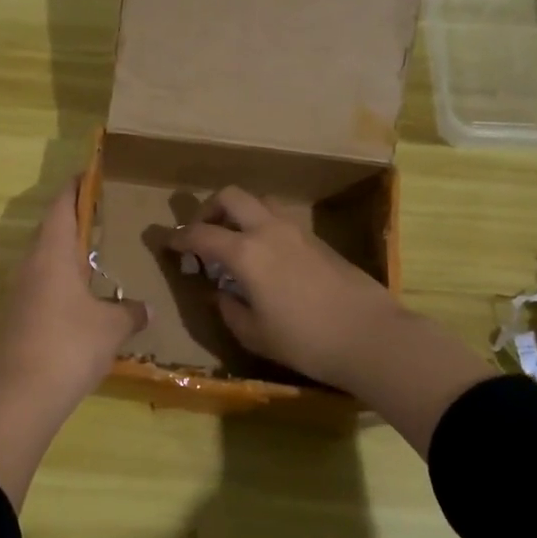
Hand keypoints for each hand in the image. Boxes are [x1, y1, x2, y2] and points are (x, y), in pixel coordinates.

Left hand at [0, 178, 147, 415]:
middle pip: (50, 230)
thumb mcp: (111, 327)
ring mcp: (19, 292)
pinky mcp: (16, 317)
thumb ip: (131, 312)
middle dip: (73, 219)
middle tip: (102, 216)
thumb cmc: (70, 345)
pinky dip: (59, 279)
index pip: (61, 206)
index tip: (90, 174)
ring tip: (95, 255)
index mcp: (52, 254)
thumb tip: (146, 308)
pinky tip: (80, 297)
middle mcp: (30, 265)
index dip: (75, 188)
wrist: (21, 395)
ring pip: (43, 259)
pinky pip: (40, 284)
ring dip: (65, 252)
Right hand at [167, 186, 399, 388]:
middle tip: (202, 233)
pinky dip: (263, 227)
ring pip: (260, 202)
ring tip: (234, 242)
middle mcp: (269, 231)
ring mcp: (297, 231)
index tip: (166, 243)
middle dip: (209, 209)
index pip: (201, 234)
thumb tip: (219, 292)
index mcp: (246, 253)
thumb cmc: (305, 341)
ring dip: (240, 214)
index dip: (178, 237)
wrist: (370, 336)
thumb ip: (229, 308)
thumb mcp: (254, 334)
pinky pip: (280, 220)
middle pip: (232, 197)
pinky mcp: (318, 240)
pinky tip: (266, 258)